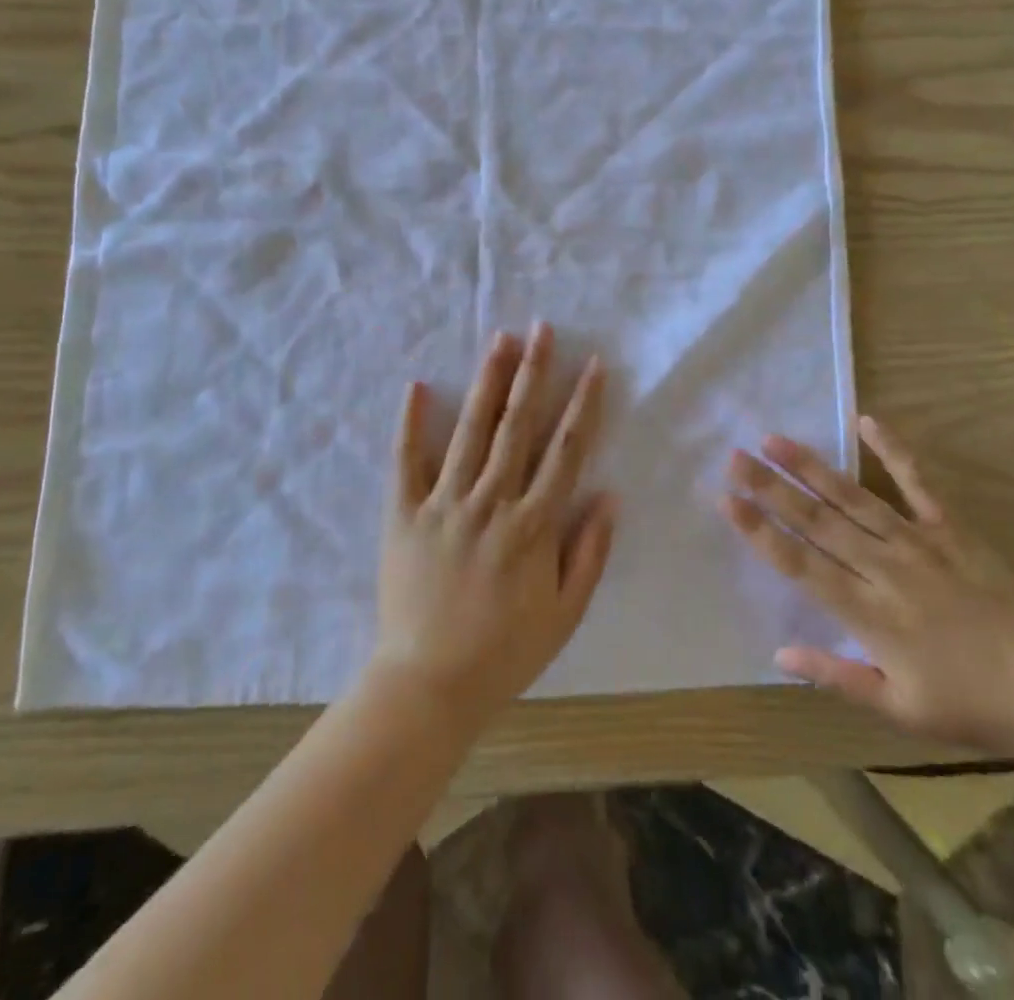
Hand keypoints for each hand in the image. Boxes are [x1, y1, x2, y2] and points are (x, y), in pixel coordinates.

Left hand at [372, 324, 613, 726]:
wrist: (429, 684)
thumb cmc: (505, 652)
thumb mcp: (565, 614)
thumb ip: (589, 553)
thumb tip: (610, 496)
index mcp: (532, 525)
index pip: (565, 451)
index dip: (583, 405)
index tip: (593, 366)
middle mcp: (490, 501)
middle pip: (517, 425)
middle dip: (534, 373)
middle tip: (543, 329)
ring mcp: (444, 503)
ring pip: (470, 430)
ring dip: (487, 381)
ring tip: (500, 339)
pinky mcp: (404, 513)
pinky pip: (406, 460)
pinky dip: (411, 422)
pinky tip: (419, 385)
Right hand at [723, 417, 1013, 760]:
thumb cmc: (973, 706)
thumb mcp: (899, 709)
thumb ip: (836, 677)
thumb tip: (777, 654)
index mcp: (870, 615)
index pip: (801, 565)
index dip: (760, 531)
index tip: (727, 500)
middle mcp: (886, 570)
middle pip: (818, 522)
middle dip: (771, 488)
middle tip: (735, 457)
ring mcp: (920, 543)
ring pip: (853, 498)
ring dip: (811, 467)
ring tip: (774, 439)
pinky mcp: (952, 530)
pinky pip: (918, 484)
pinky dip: (893, 451)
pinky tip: (867, 421)